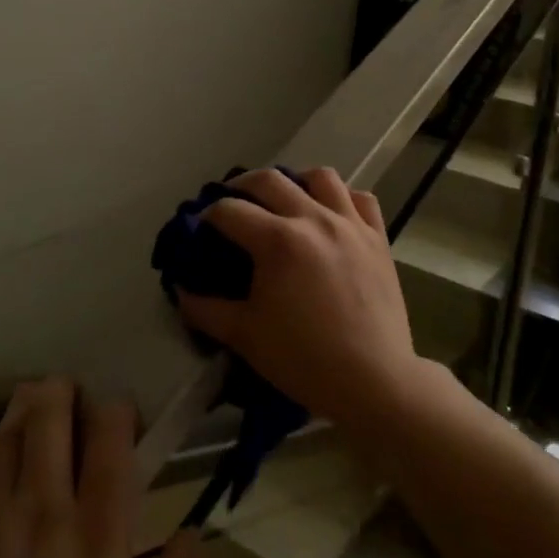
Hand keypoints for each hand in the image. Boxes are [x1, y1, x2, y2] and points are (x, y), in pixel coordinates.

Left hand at [0, 379, 202, 557]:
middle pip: (49, 415)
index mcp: (95, 528)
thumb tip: (191, 533)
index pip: (109, 435)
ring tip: (36, 402)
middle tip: (73, 392)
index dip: (118, 410)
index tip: (123, 418)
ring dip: (24, 407)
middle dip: (64, 391)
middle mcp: (42, 505)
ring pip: (7, 433)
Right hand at [176, 167, 424, 430]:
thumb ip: (205, 310)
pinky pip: (361, 199)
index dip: (208, 215)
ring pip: (321, 177)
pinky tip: (332, 213)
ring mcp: (350, 224)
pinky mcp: (378, 237)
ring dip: (296, 181)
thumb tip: (180, 290)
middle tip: (232, 202)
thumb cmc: (304, 359)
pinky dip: (342, 198)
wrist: (374, 381)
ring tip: (285, 199)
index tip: (200, 228)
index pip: (230, 211)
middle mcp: (314, 219)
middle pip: (270, 180)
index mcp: (278, 241)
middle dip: (242, 186)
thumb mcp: (244, 336)